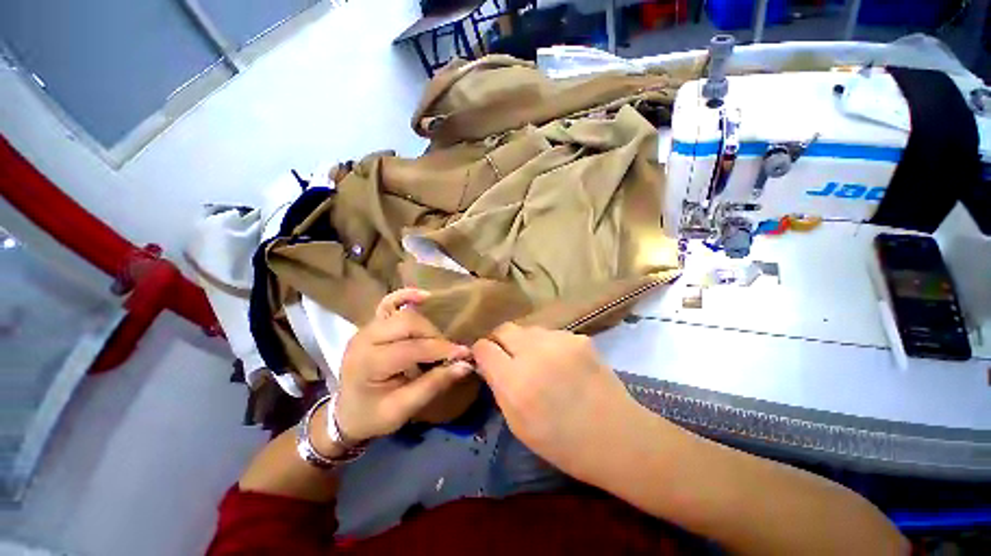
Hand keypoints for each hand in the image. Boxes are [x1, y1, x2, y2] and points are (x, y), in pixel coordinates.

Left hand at [334, 289, 471, 442]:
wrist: (346, 414)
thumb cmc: (372, 416)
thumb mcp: (402, 410)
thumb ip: (433, 385)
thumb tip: (465, 365)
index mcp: (368, 363)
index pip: (412, 348)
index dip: (441, 350)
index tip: (464, 355)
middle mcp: (364, 338)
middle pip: (408, 324)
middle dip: (434, 337)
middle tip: (447, 354)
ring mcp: (366, 328)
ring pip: (404, 314)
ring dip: (426, 326)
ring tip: (436, 343)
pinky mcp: (371, 324)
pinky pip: (389, 303)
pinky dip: (407, 296)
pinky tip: (424, 296)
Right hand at [472, 323, 643, 479]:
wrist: (617, 437)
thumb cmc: (562, 442)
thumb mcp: (517, 423)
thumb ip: (499, 387)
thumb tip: (488, 363)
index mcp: (515, 381)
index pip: (484, 347)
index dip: (480, 351)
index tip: (484, 358)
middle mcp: (534, 353)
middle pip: (504, 328)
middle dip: (500, 340)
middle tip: (508, 356)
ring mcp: (559, 341)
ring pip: (528, 329)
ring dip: (525, 342)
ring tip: (538, 361)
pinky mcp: (578, 337)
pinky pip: (551, 334)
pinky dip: (548, 345)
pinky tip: (561, 363)